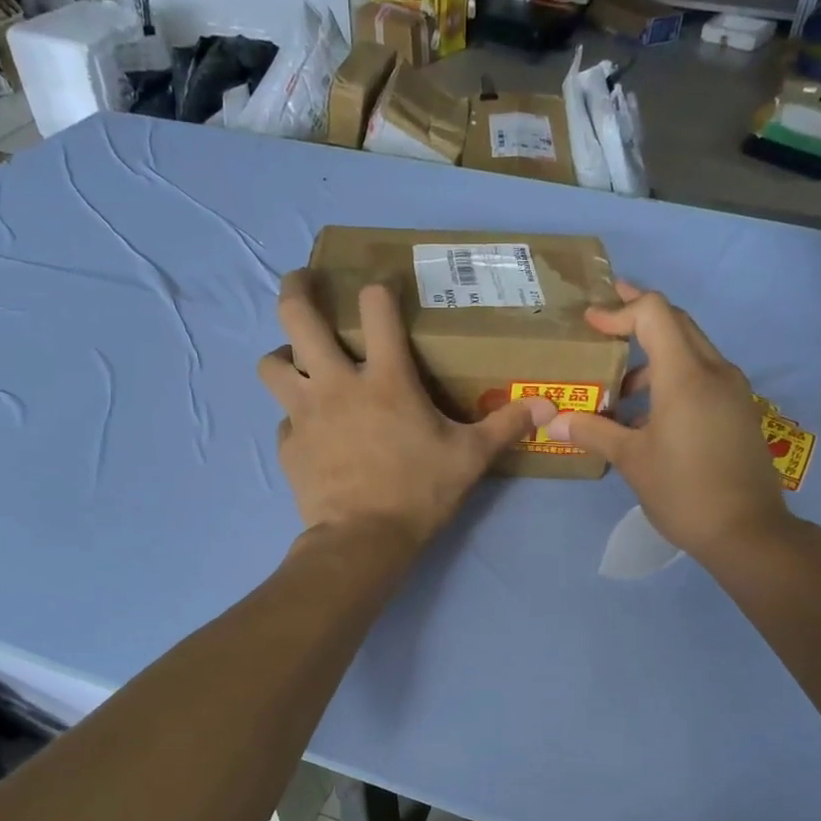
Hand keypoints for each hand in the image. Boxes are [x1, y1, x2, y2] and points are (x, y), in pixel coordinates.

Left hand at [258, 271, 557, 550]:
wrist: (362, 540)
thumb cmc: (419, 491)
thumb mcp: (470, 458)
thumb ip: (506, 426)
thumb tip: (550, 406)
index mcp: (386, 378)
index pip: (377, 309)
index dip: (379, 291)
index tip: (381, 290)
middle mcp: (336, 382)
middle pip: (297, 317)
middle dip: (297, 289)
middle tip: (303, 281)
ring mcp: (305, 413)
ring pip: (271, 364)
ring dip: (282, 356)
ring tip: (297, 363)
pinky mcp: (288, 445)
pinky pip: (282, 420)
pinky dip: (294, 419)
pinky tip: (311, 432)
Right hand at [544, 280, 793, 566]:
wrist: (748, 532)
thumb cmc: (684, 491)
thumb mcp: (631, 460)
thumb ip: (593, 431)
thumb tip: (555, 421)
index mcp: (686, 376)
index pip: (654, 313)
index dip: (620, 309)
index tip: (591, 321)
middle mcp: (715, 371)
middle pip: (676, 323)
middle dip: (638, 317)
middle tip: (603, 323)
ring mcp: (732, 390)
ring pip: (690, 350)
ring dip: (654, 356)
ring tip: (619, 390)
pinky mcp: (738, 410)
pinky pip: (702, 376)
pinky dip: (672, 378)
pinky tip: (648, 416)